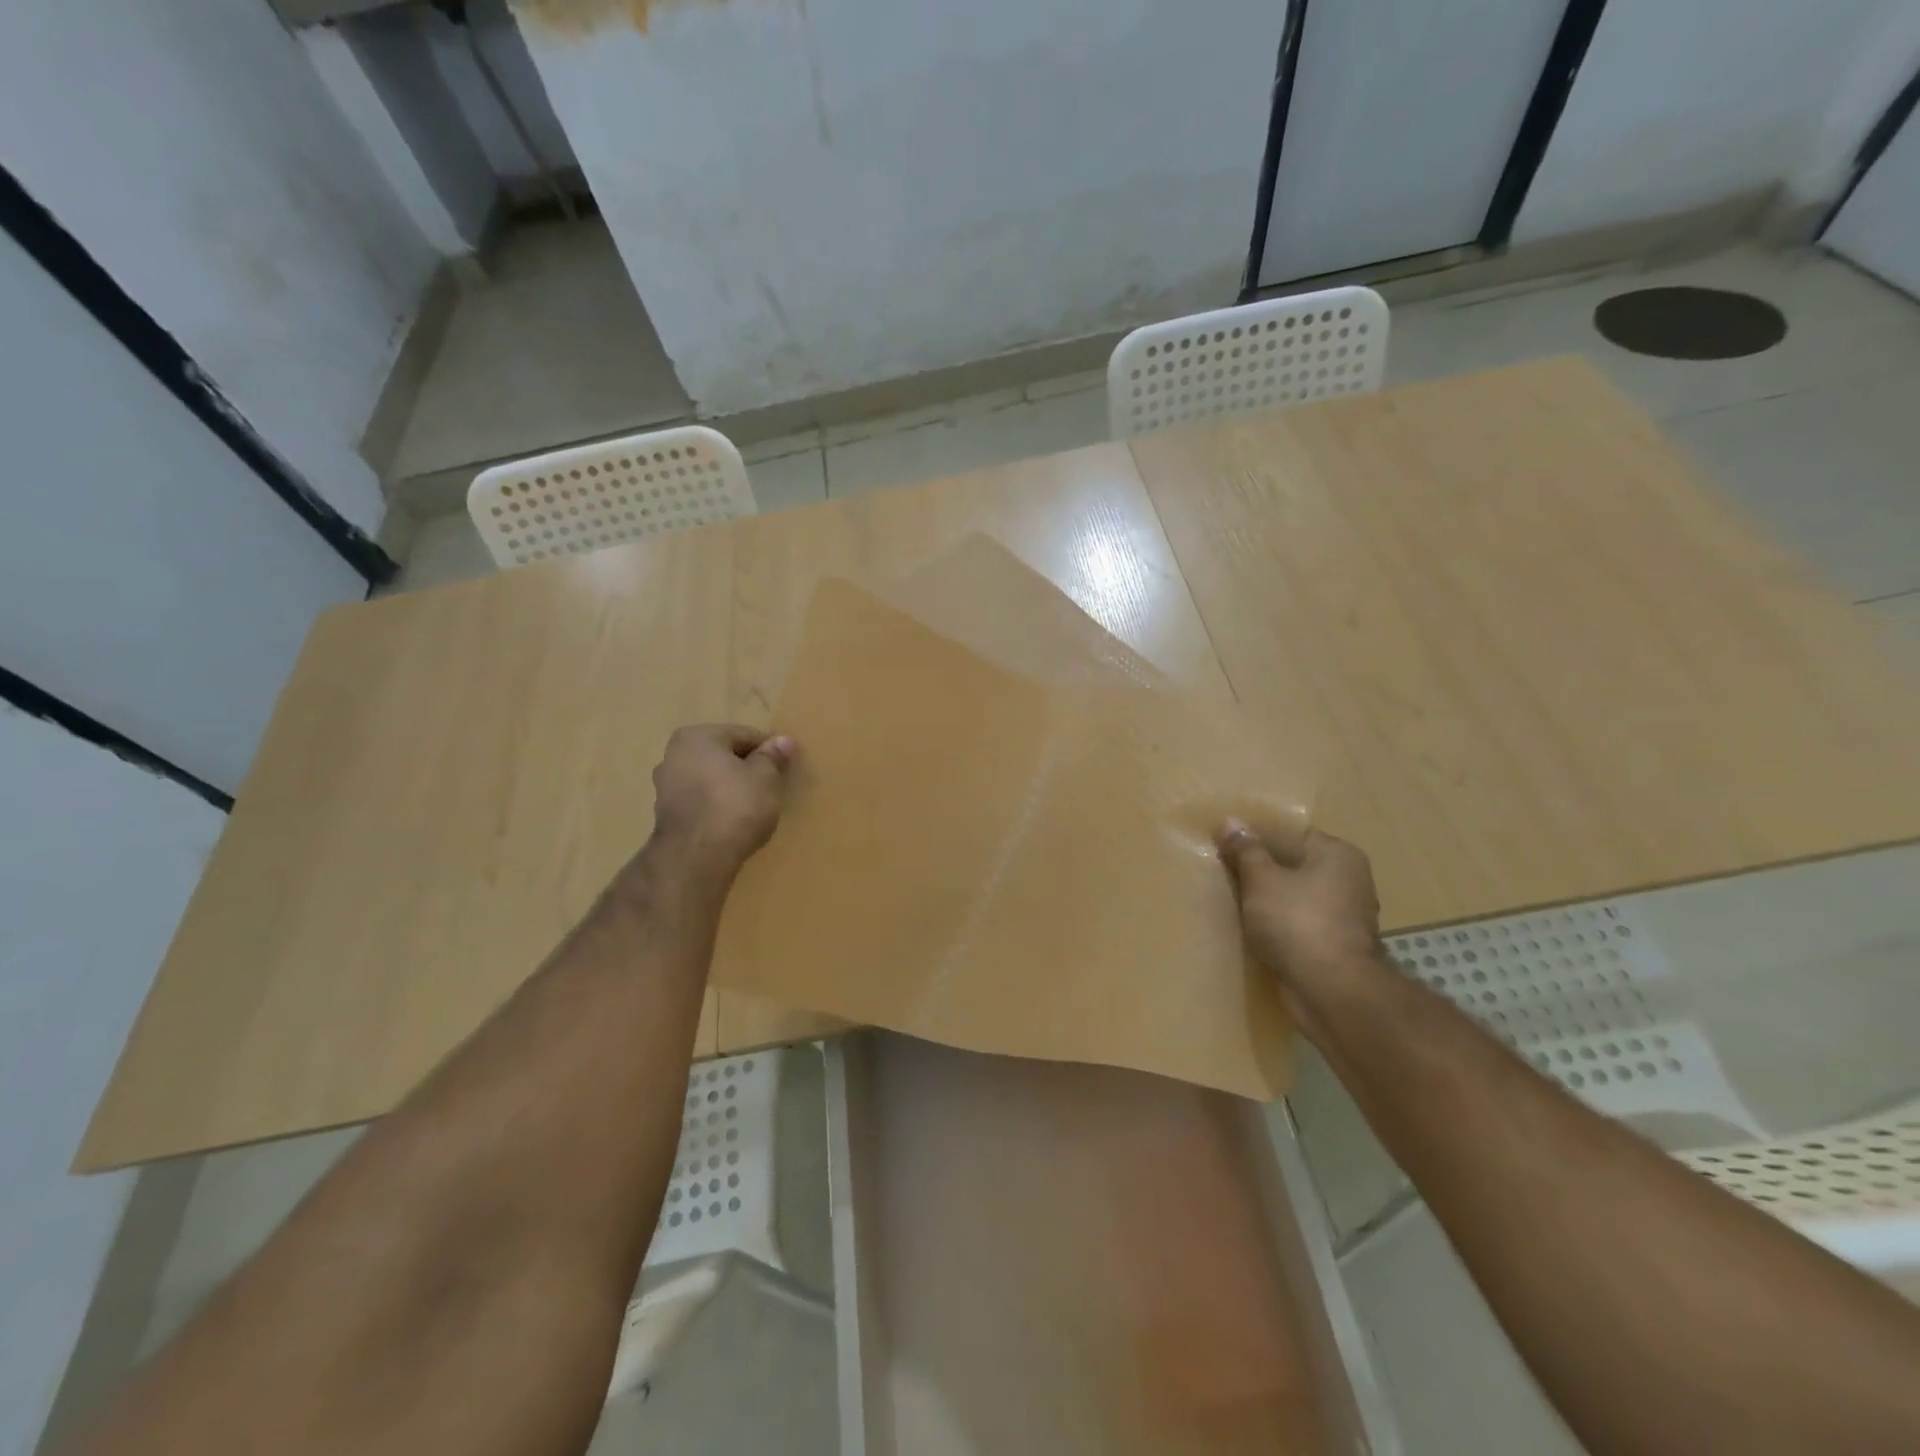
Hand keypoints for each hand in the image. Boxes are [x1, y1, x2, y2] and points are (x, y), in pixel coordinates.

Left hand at [648, 724, 794, 876]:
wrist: (697, 858)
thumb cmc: (735, 806)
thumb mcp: (766, 777)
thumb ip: (773, 757)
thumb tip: (782, 741)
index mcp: (697, 737)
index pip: (744, 735)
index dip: (769, 751)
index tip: (784, 770)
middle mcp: (674, 755)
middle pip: (724, 757)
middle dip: (747, 769)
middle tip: (771, 790)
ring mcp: (665, 788)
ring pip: (711, 781)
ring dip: (731, 789)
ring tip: (754, 809)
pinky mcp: (666, 817)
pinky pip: (702, 803)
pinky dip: (718, 808)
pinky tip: (734, 824)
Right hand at [1217, 820, 1385, 1041]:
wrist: (1332, 991)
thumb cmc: (1297, 922)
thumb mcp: (1261, 879)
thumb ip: (1245, 850)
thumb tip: (1231, 821)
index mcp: (1338, 854)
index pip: (1292, 834)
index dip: (1257, 838)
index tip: (1227, 845)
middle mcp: (1349, 880)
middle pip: (1294, 865)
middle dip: (1261, 871)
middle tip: (1224, 872)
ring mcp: (1346, 916)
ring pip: (1296, 897)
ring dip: (1269, 901)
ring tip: (1233, 901)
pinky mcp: (1336, 946)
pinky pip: (1299, 924)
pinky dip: (1279, 926)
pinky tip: (1253, 930)